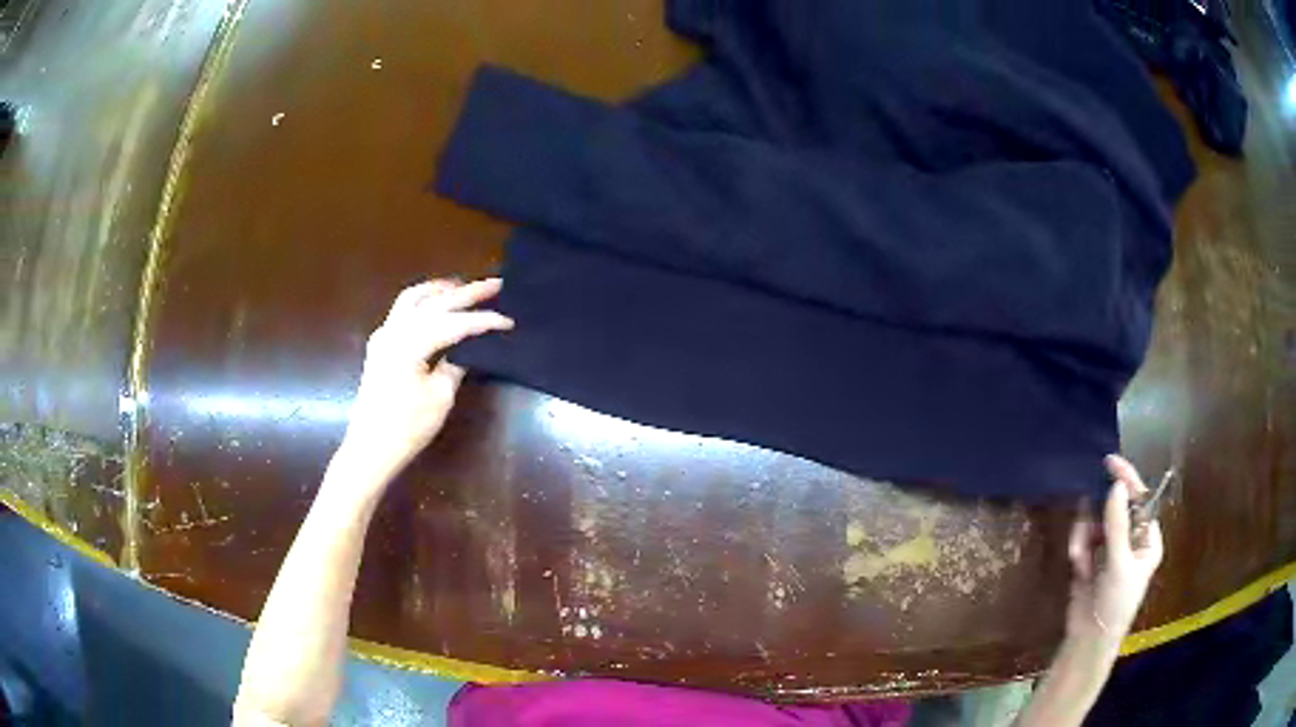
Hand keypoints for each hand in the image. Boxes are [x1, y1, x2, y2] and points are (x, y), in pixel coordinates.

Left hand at [337, 278, 512, 491]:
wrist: (370, 448)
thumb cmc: (407, 427)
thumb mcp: (440, 398)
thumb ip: (455, 365)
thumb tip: (468, 348)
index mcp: (410, 343)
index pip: (454, 323)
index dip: (484, 320)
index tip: (509, 320)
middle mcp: (394, 331)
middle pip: (434, 303)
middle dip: (466, 293)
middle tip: (495, 283)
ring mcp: (383, 336)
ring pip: (412, 299)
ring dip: (439, 290)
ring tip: (462, 286)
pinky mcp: (379, 346)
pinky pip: (401, 311)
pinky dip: (422, 302)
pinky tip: (434, 307)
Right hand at [1065, 455, 1165, 645]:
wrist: (1088, 641)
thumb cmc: (1115, 604)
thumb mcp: (1119, 565)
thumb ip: (1118, 525)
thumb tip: (1116, 486)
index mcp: (1147, 539)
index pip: (1140, 500)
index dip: (1127, 480)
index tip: (1109, 462)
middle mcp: (1131, 539)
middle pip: (1115, 508)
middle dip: (1098, 516)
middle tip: (1087, 522)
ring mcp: (1110, 549)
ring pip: (1095, 521)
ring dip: (1085, 536)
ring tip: (1080, 556)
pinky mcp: (1092, 558)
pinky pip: (1083, 538)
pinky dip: (1078, 549)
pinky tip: (1078, 566)